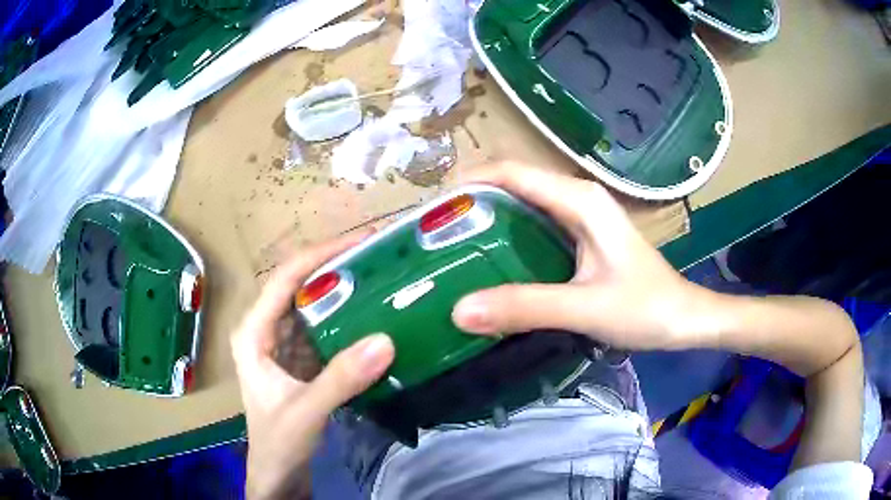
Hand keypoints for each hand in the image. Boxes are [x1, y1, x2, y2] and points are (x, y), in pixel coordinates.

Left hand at [231, 233, 394, 499]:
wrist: (278, 472)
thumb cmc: (278, 441)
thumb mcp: (306, 411)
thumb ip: (341, 379)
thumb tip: (385, 340)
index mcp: (253, 332)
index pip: (284, 280)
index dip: (320, 256)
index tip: (360, 242)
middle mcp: (265, 330)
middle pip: (300, 287)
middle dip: (336, 268)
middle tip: (379, 256)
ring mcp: (283, 345)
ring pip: (313, 306)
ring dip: (343, 291)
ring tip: (380, 276)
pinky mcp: (301, 360)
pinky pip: (324, 329)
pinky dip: (346, 319)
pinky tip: (371, 315)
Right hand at [452, 162, 714, 350]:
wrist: (683, 318)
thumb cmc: (645, 308)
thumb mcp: (584, 307)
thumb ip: (525, 307)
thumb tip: (459, 310)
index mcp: (579, 199)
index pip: (511, 172)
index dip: (468, 181)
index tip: (432, 210)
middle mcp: (577, 197)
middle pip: (513, 183)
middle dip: (471, 200)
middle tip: (434, 234)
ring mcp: (581, 216)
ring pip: (523, 203)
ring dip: (488, 217)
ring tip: (452, 245)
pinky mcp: (583, 236)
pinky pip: (535, 224)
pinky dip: (508, 235)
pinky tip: (491, 260)